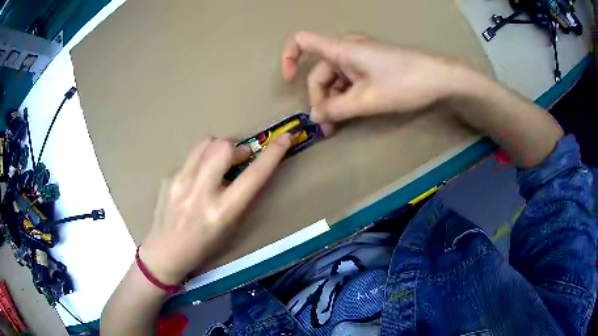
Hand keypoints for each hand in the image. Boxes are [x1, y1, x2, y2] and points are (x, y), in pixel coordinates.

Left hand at [139, 135, 291, 284]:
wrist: (165, 252)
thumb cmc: (203, 246)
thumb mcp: (229, 227)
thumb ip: (238, 196)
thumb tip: (240, 168)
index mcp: (222, 211)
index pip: (253, 176)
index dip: (273, 154)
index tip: (285, 138)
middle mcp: (200, 192)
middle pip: (223, 147)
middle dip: (236, 147)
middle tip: (238, 158)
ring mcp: (180, 182)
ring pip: (205, 143)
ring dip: (218, 149)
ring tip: (216, 164)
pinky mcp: (168, 178)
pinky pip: (190, 158)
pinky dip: (200, 163)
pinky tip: (194, 181)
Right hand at [282, 31, 462, 124]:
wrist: (440, 78)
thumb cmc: (405, 83)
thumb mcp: (368, 100)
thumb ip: (337, 109)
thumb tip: (314, 117)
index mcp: (341, 50)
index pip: (302, 41)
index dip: (288, 58)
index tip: (289, 80)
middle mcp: (347, 50)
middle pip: (319, 71)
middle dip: (320, 99)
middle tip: (326, 127)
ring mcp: (360, 59)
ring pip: (335, 79)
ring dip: (333, 102)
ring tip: (338, 126)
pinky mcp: (371, 67)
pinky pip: (349, 80)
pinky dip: (346, 97)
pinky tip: (351, 114)